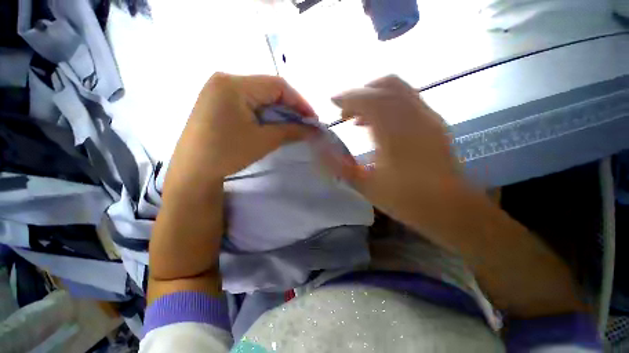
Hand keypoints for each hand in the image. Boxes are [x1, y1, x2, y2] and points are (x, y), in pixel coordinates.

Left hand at [163, 73, 315, 196]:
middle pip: (268, 89)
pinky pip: (248, 102)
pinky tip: (272, 124)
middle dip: (289, 107)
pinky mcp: (216, 102)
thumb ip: (291, 131)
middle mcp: (225, 80)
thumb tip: (313, 130)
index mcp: (234, 84)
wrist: (193, 171)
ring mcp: (218, 90)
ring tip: (291, 125)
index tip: (313, 119)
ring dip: (278, 110)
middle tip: (304, 123)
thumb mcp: (264, 141)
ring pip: (259, 95)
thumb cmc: (228, 153)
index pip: (277, 86)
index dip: (299, 102)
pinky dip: (264, 112)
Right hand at [323, 76, 463, 245]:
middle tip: (346, 112)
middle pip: (386, 85)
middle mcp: (414, 116)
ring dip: (375, 97)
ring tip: (359, 119)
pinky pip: (408, 101)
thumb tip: (321, 148)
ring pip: (400, 90)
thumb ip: (339, 165)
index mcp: (395, 132)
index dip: (348, 96)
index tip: (332, 102)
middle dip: (361, 93)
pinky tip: (379, 124)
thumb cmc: (405, 199)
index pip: (369, 99)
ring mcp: (428, 117)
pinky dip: (389, 104)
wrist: (450, 208)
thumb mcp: (365, 186)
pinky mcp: (435, 123)